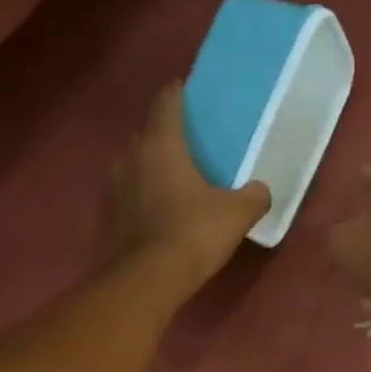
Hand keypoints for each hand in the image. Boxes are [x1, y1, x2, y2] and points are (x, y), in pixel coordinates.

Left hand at [109, 83, 271, 295]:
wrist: (147, 280)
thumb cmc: (192, 234)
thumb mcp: (236, 215)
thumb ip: (253, 197)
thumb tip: (261, 190)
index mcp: (161, 143)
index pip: (166, 103)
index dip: (177, 94)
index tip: (187, 91)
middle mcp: (132, 156)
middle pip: (146, 132)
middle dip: (164, 132)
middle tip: (186, 140)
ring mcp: (115, 188)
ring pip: (134, 164)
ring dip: (150, 165)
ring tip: (171, 175)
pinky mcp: (109, 217)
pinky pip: (129, 194)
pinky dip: (142, 195)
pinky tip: (157, 208)